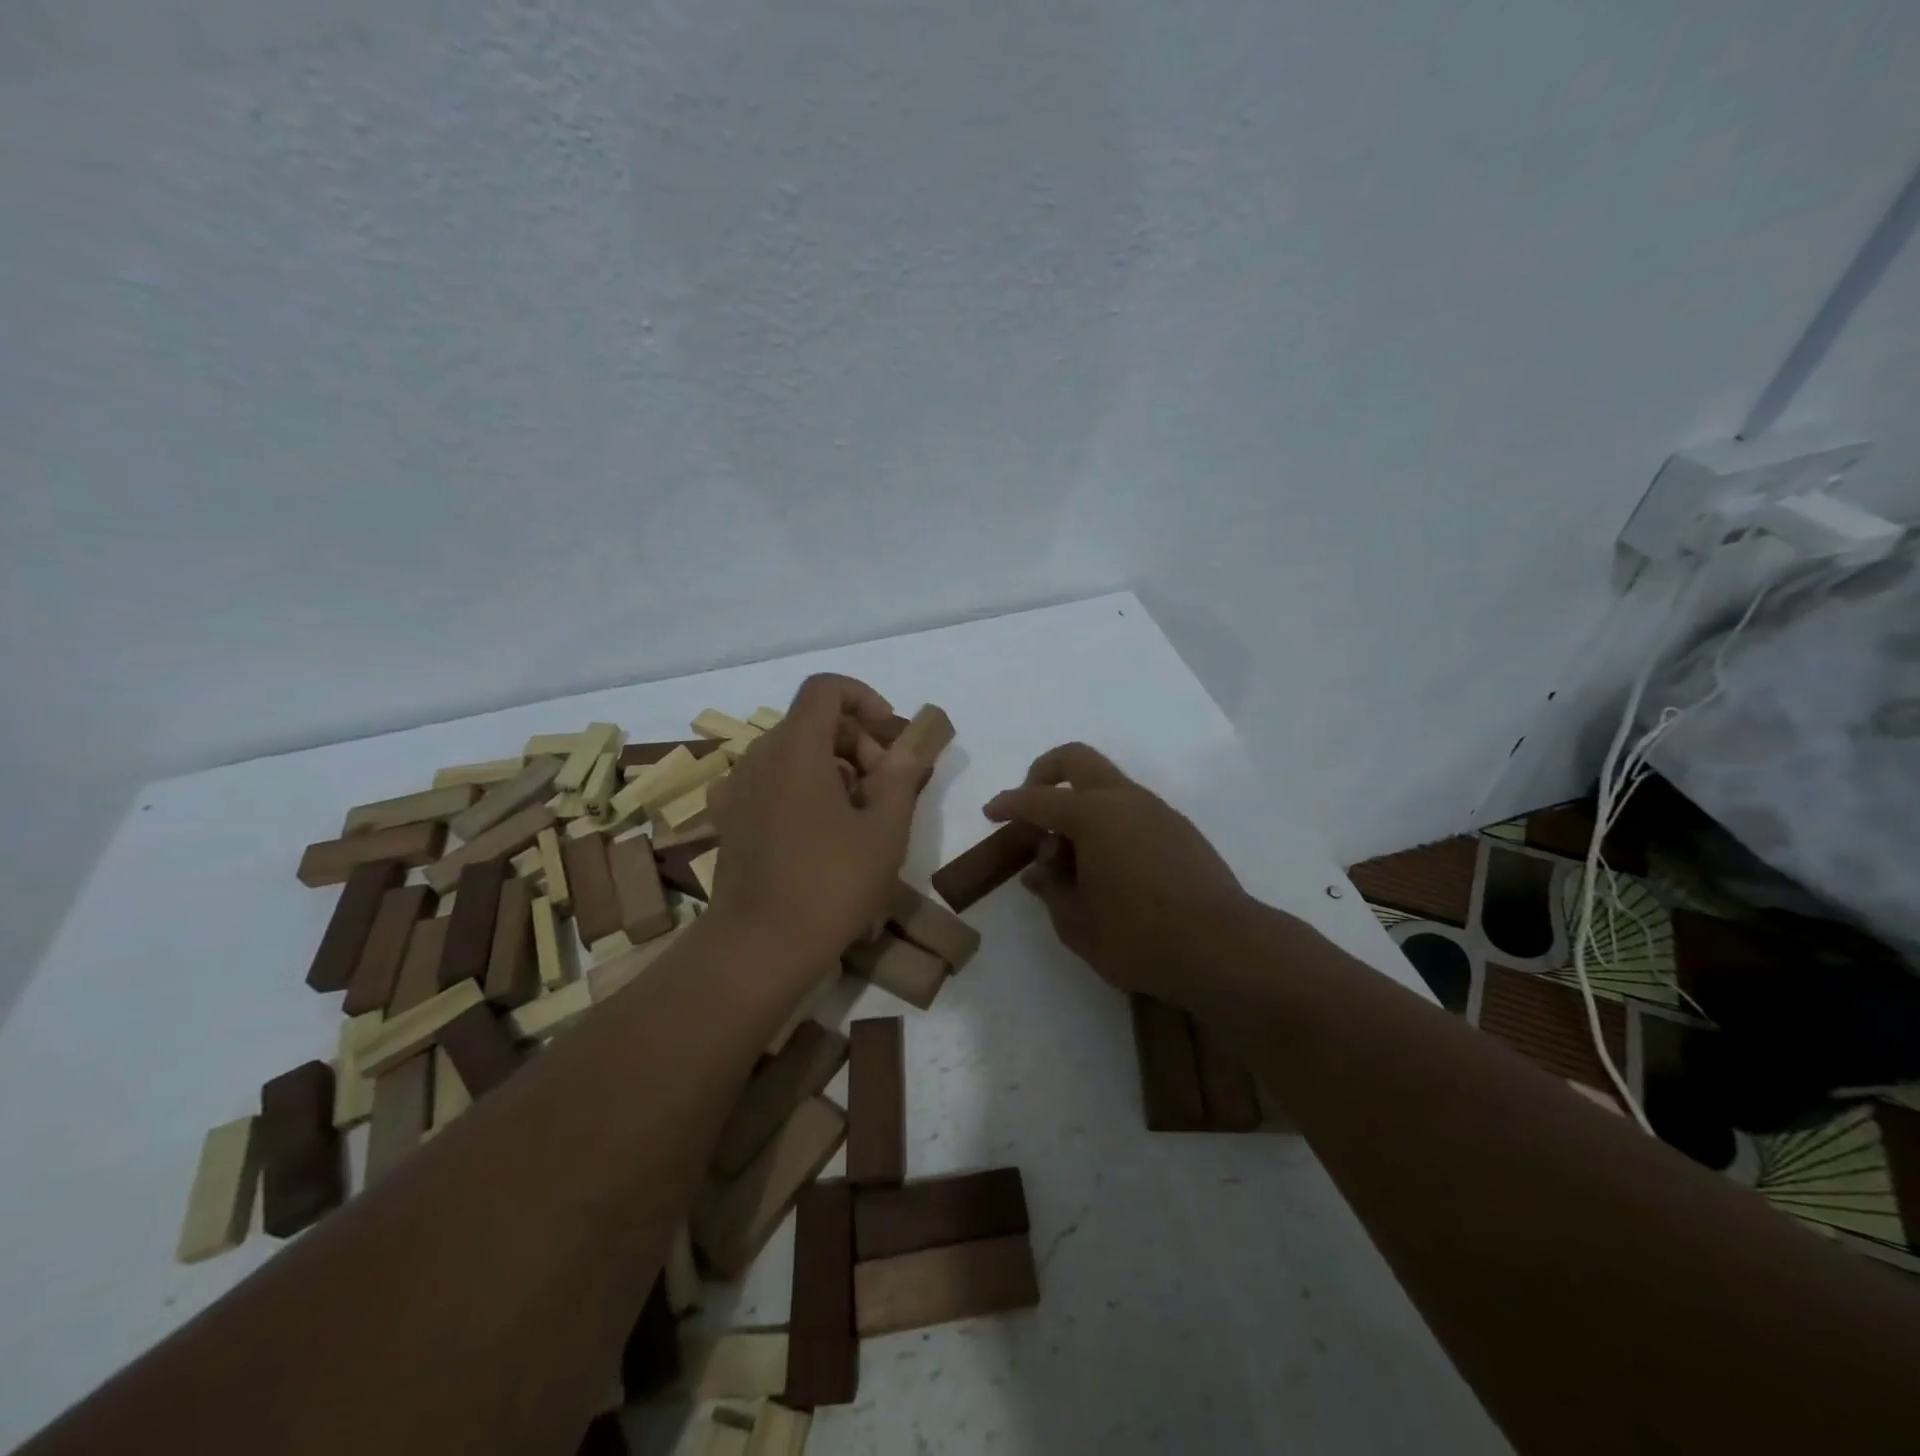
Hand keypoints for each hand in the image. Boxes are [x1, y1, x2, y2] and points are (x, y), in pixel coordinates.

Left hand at [707, 674, 929, 962]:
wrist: (759, 947)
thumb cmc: (831, 884)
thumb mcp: (885, 831)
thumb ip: (899, 778)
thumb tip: (905, 750)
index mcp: (795, 748)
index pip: (825, 689)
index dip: (863, 698)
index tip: (888, 734)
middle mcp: (759, 757)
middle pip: (811, 722)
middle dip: (855, 742)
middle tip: (884, 788)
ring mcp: (737, 789)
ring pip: (792, 753)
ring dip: (832, 767)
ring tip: (858, 816)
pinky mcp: (729, 819)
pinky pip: (771, 782)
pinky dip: (802, 788)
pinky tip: (820, 832)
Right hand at [984, 743, 1247, 1006]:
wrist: (1225, 949)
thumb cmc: (1139, 938)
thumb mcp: (1078, 924)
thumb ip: (1051, 890)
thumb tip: (1039, 870)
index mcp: (1093, 816)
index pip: (1037, 801)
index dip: (1008, 805)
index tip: (991, 812)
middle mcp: (1125, 800)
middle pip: (1076, 760)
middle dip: (1045, 773)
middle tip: (1031, 806)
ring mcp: (1157, 811)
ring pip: (1108, 784)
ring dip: (1080, 803)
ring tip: (1069, 853)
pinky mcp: (1180, 830)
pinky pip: (1131, 808)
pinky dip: (1108, 820)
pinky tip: (1107, 864)